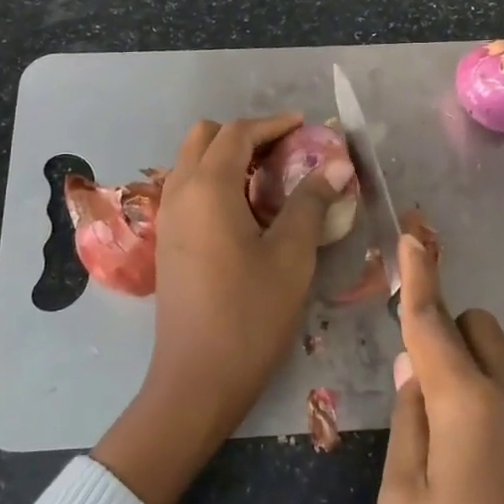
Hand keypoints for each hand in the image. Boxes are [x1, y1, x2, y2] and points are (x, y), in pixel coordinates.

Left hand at [93, 113, 339, 503]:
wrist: (196, 379)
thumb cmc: (250, 314)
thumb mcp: (292, 256)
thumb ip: (311, 202)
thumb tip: (336, 163)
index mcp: (208, 188)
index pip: (237, 133)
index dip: (273, 124)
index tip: (305, 128)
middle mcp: (179, 192)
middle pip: (205, 138)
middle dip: (245, 135)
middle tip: (285, 153)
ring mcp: (167, 218)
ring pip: (192, 163)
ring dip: (227, 158)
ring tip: (270, 181)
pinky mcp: (167, 242)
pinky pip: (188, 190)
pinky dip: (215, 182)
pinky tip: (246, 213)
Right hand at [379, 234, 503, 503]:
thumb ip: (409, 420)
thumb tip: (414, 364)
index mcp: (471, 407)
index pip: (435, 319)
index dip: (420, 269)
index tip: (413, 223)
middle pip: (480, 329)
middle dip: (445, 333)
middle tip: (410, 385)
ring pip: (501, 366)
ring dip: (466, 373)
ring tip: (435, 444)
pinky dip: (487, 405)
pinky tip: (468, 472)